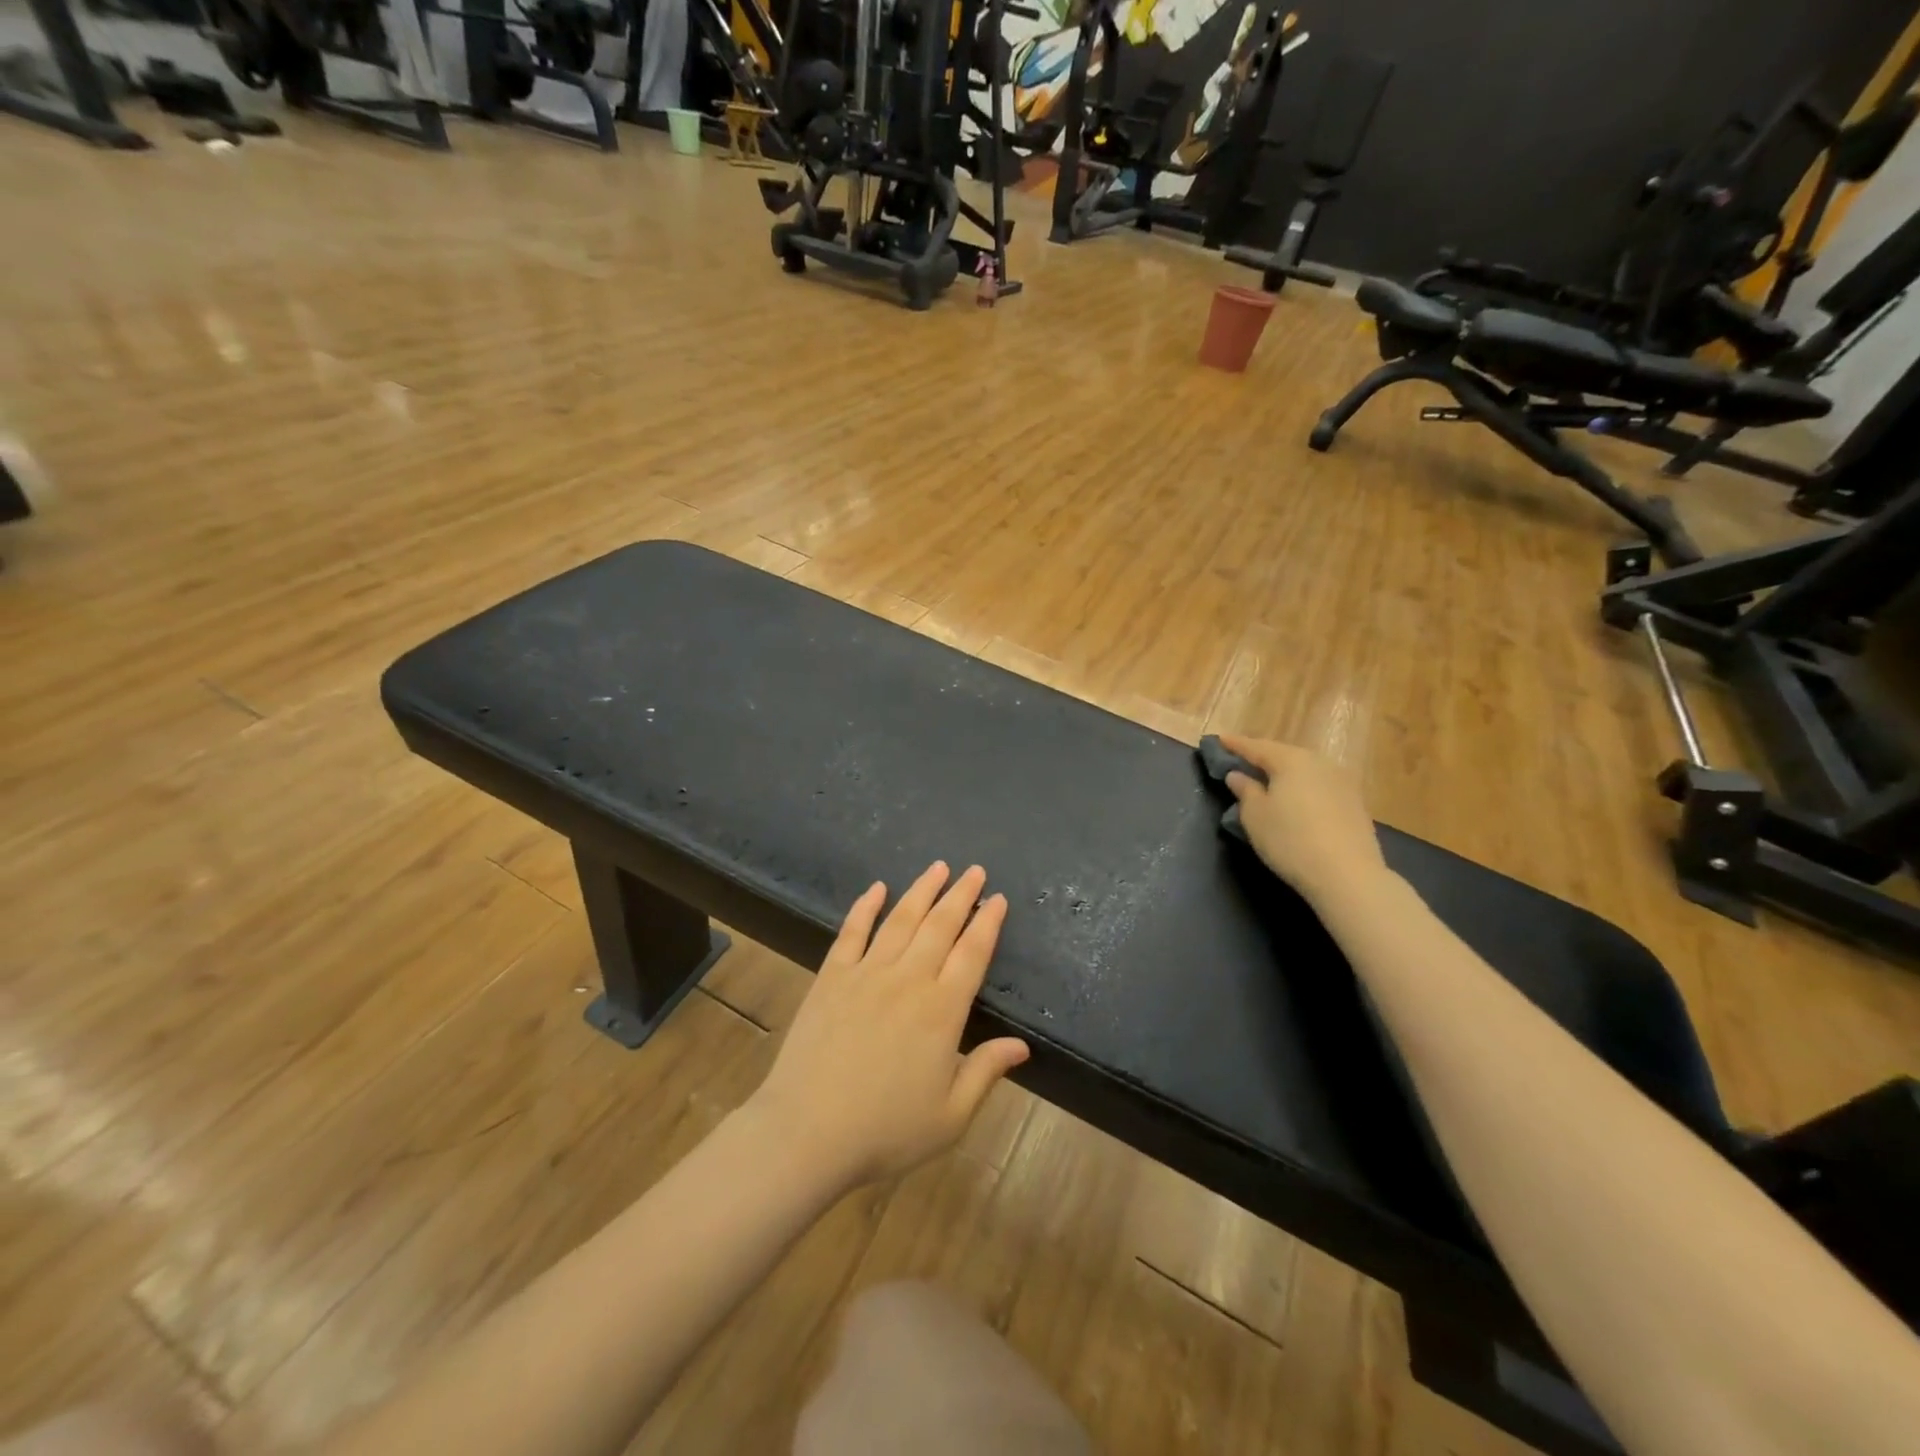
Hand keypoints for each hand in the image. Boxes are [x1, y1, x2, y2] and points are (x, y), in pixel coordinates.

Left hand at [746, 863, 1029, 1190]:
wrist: (807, 1132)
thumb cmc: (885, 1130)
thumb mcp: (950, 1115)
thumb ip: (986, 1072)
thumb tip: (1022, 1045)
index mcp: (942, 1010)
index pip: (972, 954)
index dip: (988, 923)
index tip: (999, 899)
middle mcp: (908, 980)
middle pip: (940, 926)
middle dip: (961, 895)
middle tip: (975, 870)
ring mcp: (866, 973)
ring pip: (900, 919)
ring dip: (922, 890)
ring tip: (938, 867)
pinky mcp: (832, 977)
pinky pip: (852, 931)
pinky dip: (865, 906)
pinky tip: (876, 887)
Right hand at [1217, 735, 1388, 904]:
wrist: (1347, 875)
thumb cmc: (1290, 840)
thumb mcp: (1255, 816)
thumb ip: (1245, 790)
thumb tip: (1238, 775)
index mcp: (1291, 760)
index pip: (1256, 747)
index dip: (1235, 744)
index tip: (1218, 740)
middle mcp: (1319, 762)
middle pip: (1284, 755)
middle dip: (1262, 758)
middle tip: (1242, 762)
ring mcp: (1342, 781)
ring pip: (1305, 770)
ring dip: (1285, 773)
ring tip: (1268, 782)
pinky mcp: (1355, 802)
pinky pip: (1319, 786)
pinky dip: (1302, 788)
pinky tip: (1295, 801)